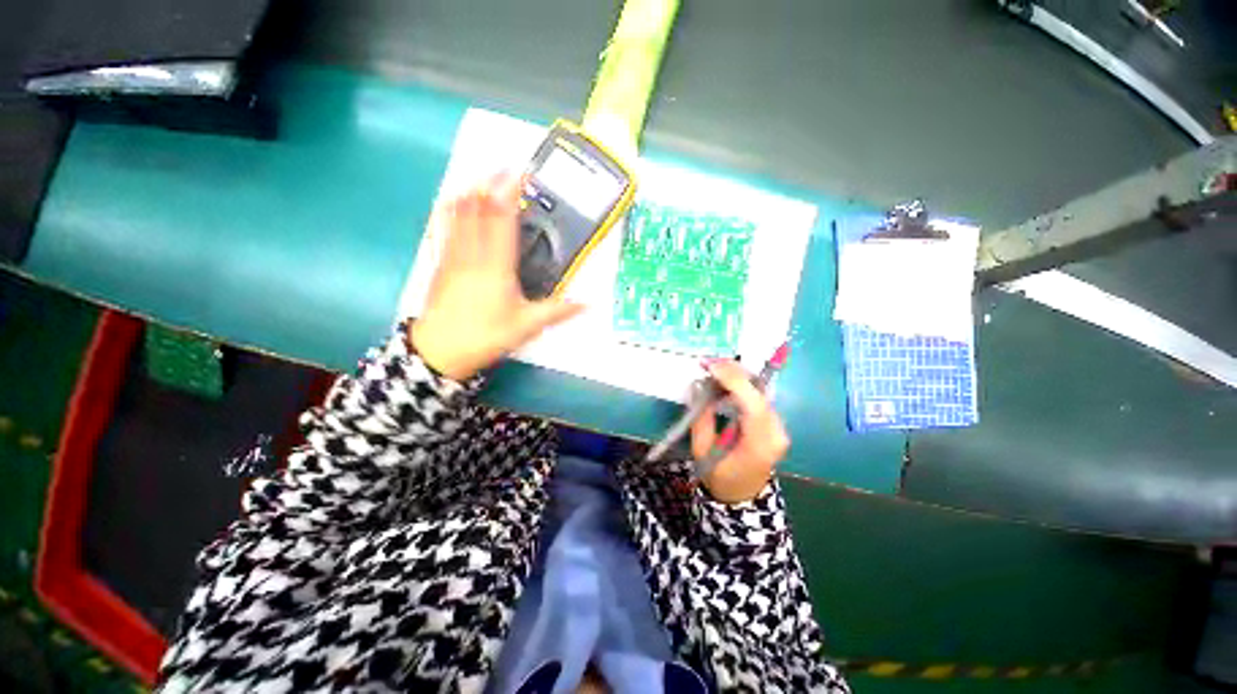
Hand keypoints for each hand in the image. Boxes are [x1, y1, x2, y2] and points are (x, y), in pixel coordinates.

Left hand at [411, 173, 582, 379]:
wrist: (441, 350)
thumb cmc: (486, 335)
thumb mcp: (527, 326)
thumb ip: (557, 311)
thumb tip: (587, 303)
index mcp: (496, 266)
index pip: (502, 220)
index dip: (509, 193)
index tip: (519, 173)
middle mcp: (473, 253)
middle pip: (479, 209)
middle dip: (491, 184)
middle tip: (505, 167)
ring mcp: (453, 255)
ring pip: (459, 214)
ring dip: (472, 191)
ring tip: (483, 176)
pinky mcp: (441, 262)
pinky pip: (445, 227)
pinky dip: (452, 209)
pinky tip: (455, 201)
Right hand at [690, 359, 789, 503]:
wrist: (742, 495)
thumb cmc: (720, 476)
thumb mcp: (703, 451)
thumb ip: (701, 418)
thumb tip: (698, 386)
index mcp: (759, 446)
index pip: (753, 405)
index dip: (734, 381)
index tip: (711, 366)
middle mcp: (776, 434)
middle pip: (759, 394)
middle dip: (734, 373)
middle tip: (709, 362)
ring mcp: (780, 428)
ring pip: (760, 392)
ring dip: (737, 376)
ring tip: (714, 368)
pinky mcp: (775, 422)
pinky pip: (759, 397)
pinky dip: (742, 385)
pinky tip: (726, 379)